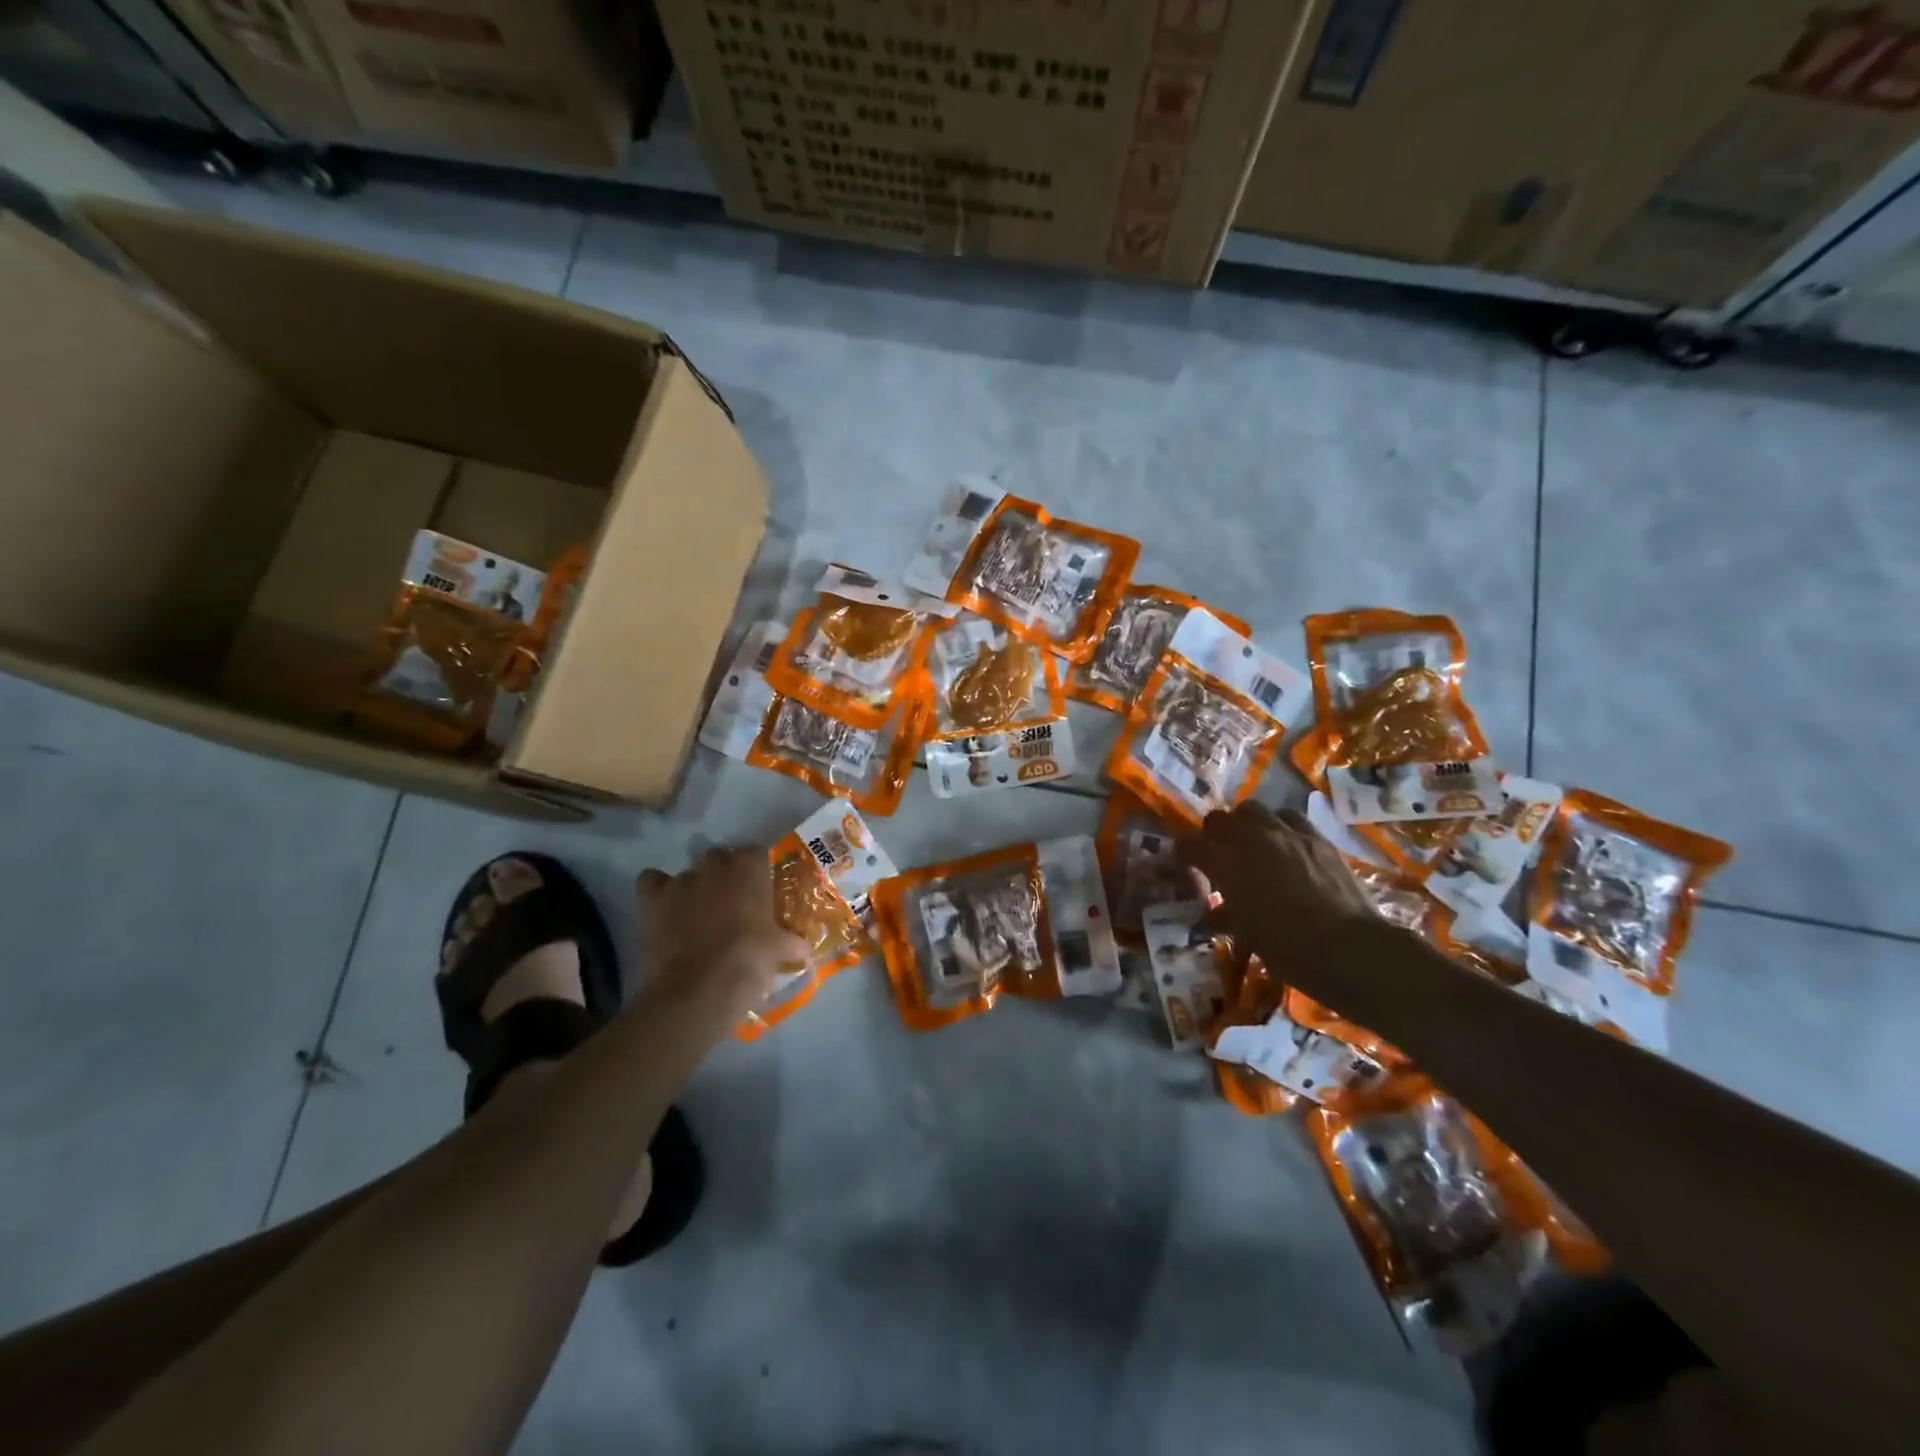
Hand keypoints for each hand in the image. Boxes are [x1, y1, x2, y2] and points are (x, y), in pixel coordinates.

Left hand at [637, 847, 805, 1018]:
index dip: (758, 871)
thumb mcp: (779, 950)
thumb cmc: (749, 960)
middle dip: (725, 875)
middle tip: (732, 903)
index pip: (756, 852)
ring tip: (698, 914)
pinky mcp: (653, 900)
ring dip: (694, 887)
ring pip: (688, 872)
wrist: (700, 988)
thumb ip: (791, 941)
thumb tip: (804, 947)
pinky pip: (651, 881)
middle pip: (720, 857)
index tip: (761, 890)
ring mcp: (682, 880)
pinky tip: (666, 909)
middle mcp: (715, 865)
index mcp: (750, 868)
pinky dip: (657, 891)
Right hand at [1181, 802, 1379, 969]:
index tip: (1188, 868)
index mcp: (1225, 864)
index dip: (1184, 856)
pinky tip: (1287, 845)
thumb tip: (1215, 914)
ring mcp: (1285, 833)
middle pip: (1218, 819)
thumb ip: (1226, 915)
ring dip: (1247, 824)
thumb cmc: (1289, 949)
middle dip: (1214, 835)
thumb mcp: (1247, 934)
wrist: (1350, 948)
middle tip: (1221, 856)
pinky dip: (1281, 826)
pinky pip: (1289, 817)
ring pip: (1252, 809)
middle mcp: (1250, 839)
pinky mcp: (1316, 836)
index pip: (1188, 845)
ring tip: (1254, 845)